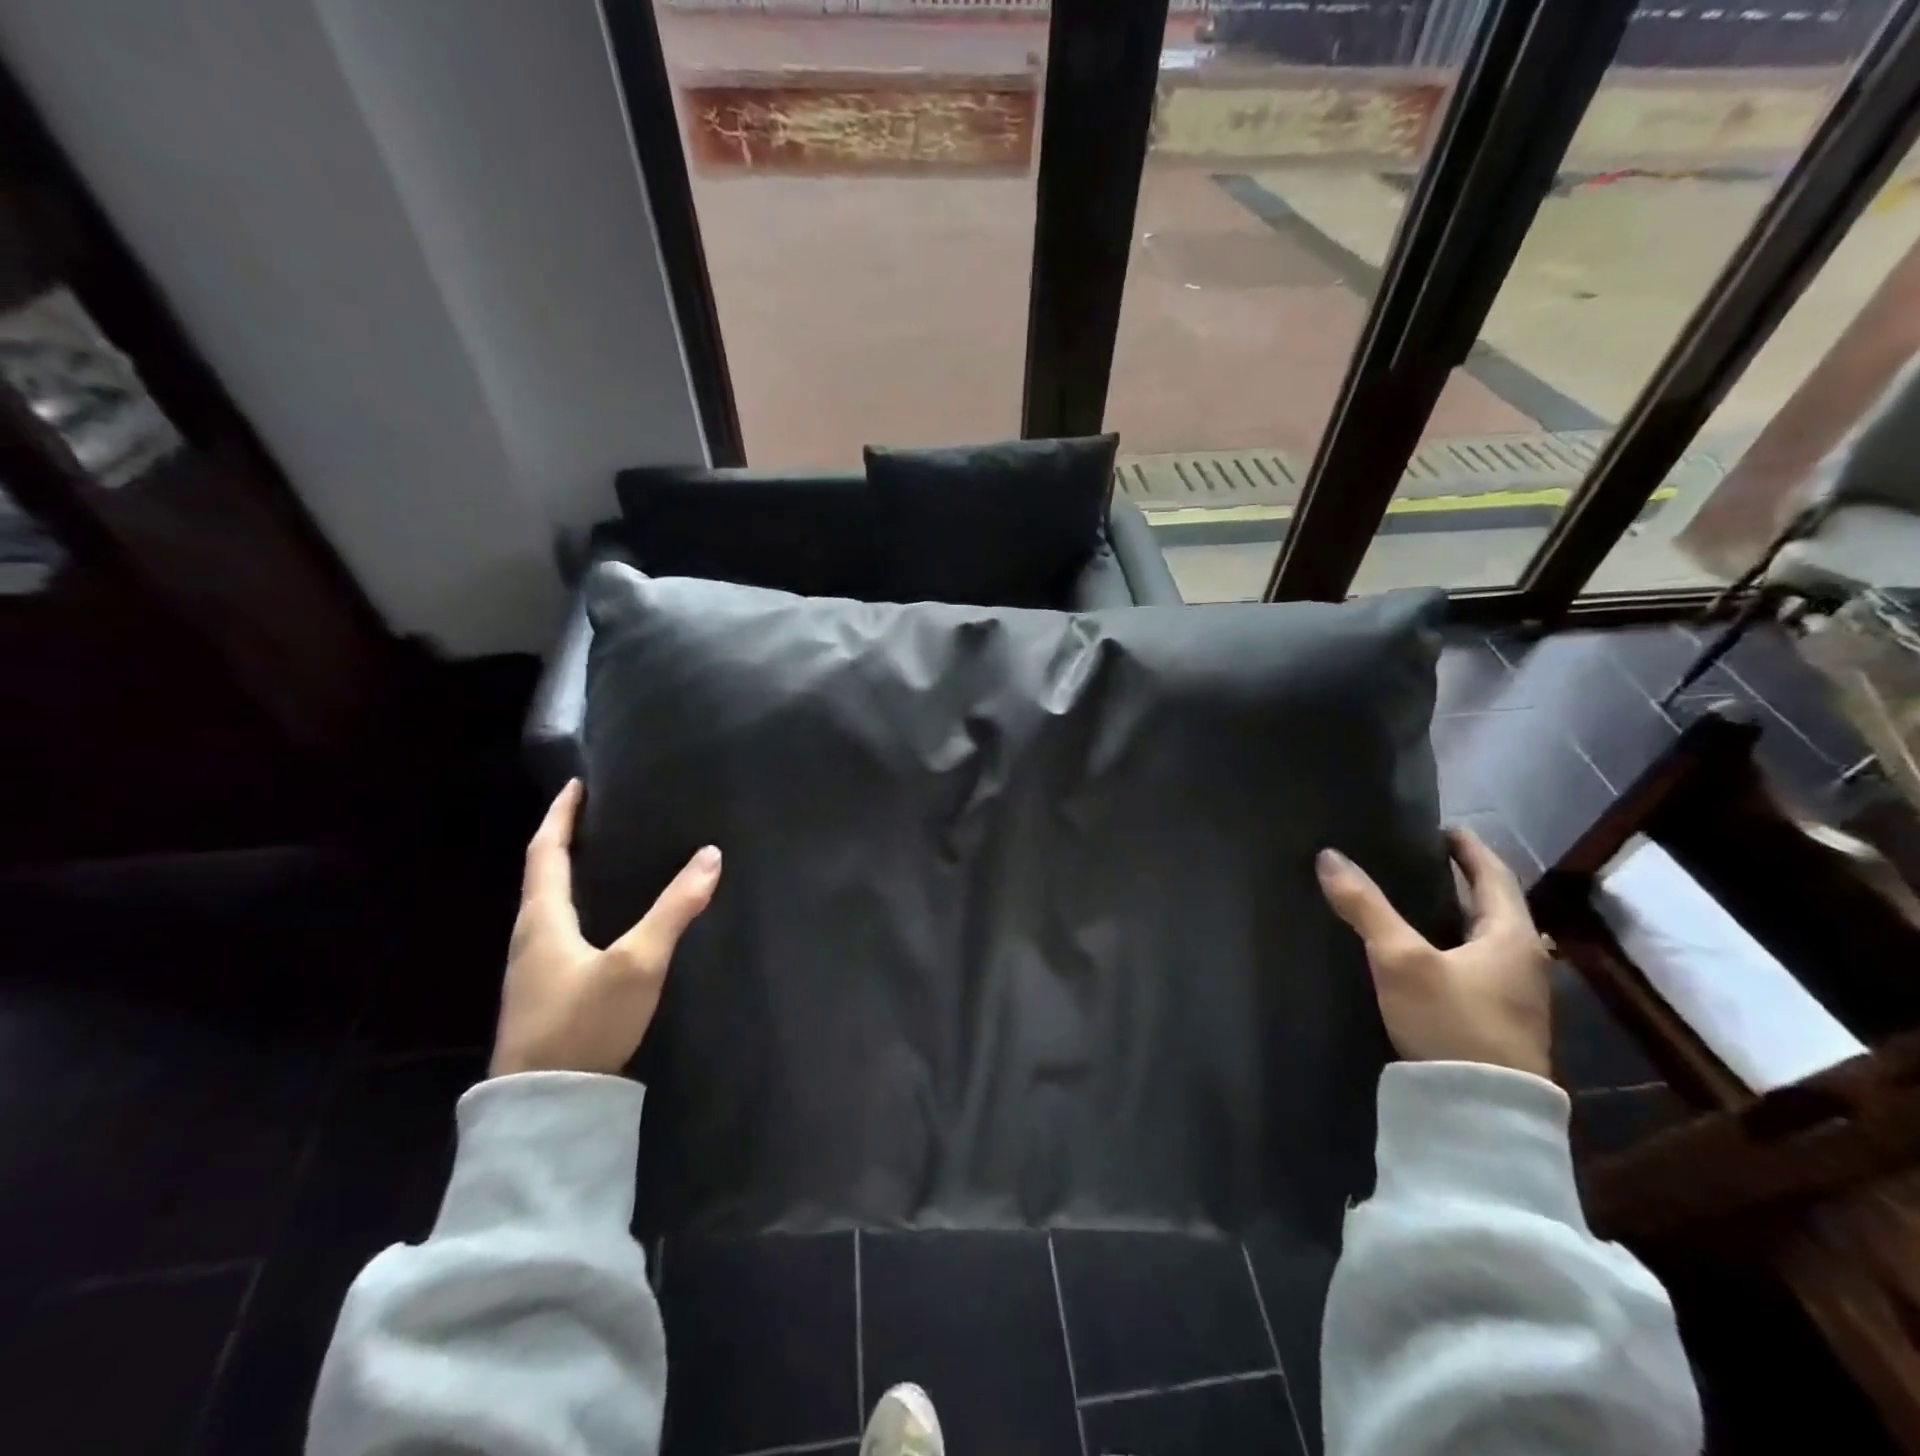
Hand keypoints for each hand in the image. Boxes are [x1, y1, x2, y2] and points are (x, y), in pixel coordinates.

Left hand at [491, 779, 721, 1077]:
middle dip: (566, 839)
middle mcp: (530, 936)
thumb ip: (676, 909)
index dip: (561, 814)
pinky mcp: (545, 992)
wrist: (544, 1107)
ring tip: (606, 856)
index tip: (576, 784)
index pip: (546, 850)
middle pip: (543, 874)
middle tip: (600, 815)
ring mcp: (533, 968)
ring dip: (571, 873)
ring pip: (550, 904)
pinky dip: (579, 905)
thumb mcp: (638, 962)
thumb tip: (710, 855)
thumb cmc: (584, 1022)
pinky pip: (560, 929)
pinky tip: (605, 918)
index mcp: (542, 919)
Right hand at [1316, 828, 1552, 1078]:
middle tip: (1419, 860)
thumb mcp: (1400, 959)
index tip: (1443, 828)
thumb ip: (1365, 907)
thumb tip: (1329, 856)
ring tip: (1413, 901)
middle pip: (1493, 907)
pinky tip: (1421, 954)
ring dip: (1455, 915)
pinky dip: (1451, 945)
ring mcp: (1516, 996)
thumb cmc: (1451, 1022)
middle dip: (1460, 880)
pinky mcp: (1498, 1022)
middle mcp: (1524, 960)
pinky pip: (1475, 966)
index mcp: (1512, 936)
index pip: (1494, 874)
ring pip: (1483, 939)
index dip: (1468, 848)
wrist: (1482, 1113)